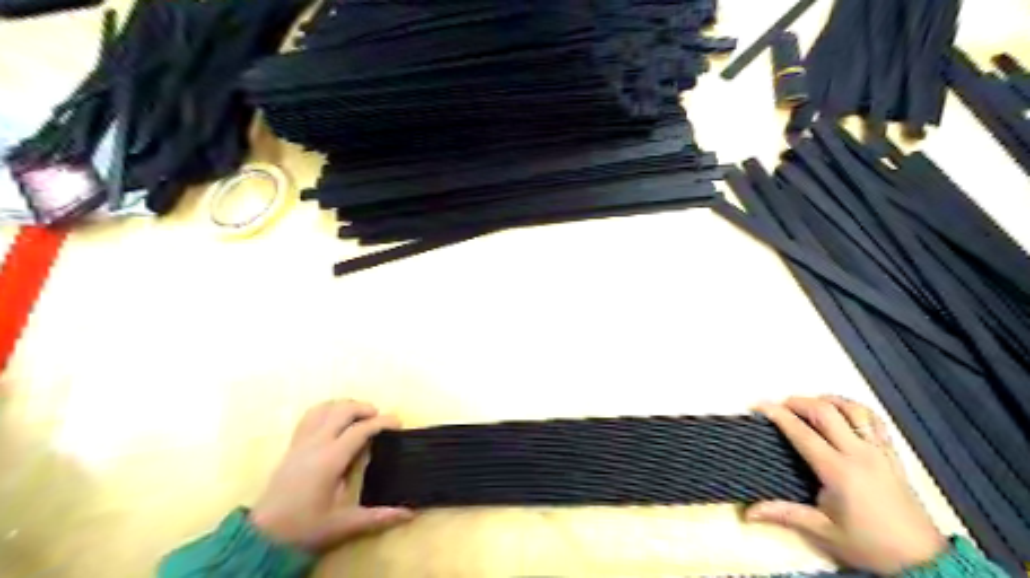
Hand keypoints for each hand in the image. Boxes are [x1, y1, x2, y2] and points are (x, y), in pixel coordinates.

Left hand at [248, 399, 412, 553]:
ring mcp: (301, 443)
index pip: (360, 430)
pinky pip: (310, 416)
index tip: (399, 423)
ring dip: (345, 406)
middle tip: (380, 418)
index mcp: (330, 460)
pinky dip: (327, 410)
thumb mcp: (343, 525)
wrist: (261, 539)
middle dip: (364, 408)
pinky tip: (334, 420)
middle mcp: (315, 444)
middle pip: (342, 410)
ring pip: (324, 408)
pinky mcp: (292, 446)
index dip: (382, 422)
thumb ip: (378, 517)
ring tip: (360, 415)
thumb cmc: (304, 529)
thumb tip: (410, 514)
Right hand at [746, 395, 943, 574]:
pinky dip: (856, 409)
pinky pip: (875, 421)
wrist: (922, 560)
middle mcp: (859, 454)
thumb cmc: (869, 545)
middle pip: (825, 412)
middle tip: (780, 406)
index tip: (759, 406)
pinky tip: (844, 411)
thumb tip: (749, 512)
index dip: (777, 415)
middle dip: (798, 402)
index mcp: (838, 471)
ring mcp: (879, 451)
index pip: (801, 432)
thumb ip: (785, 514)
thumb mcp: (823, 532)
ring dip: (827, 400)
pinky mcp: (893, 455)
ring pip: (853, 409)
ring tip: (811, 404)